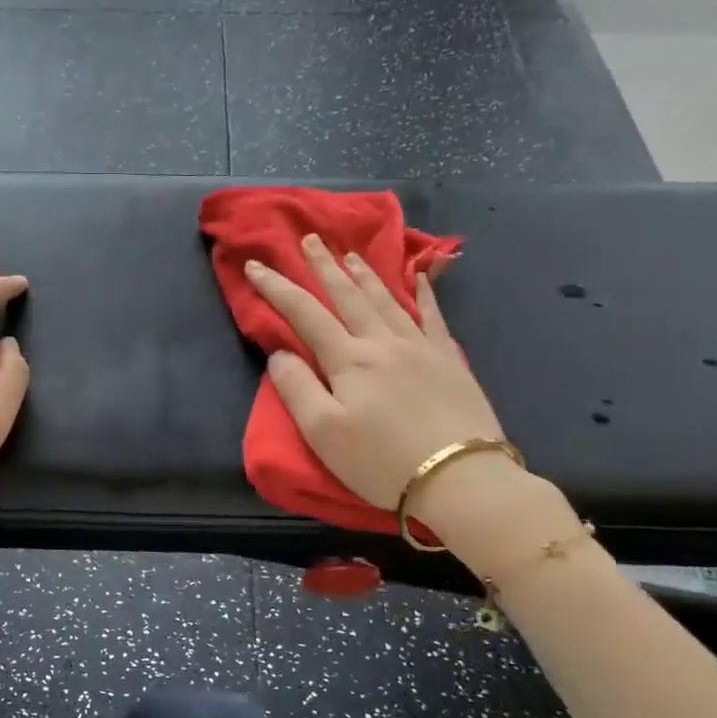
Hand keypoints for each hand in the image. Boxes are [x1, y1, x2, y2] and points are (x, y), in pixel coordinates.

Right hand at [244, 234, 507, 517]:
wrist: (460, 479)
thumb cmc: (381, 461)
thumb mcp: (323, 432)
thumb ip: (296, 387)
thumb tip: (280, 353)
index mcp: (348, 359)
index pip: (304, 313)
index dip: (277, 287)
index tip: (256, 264)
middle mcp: (383, 342)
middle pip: (348, 295)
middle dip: (324, 266)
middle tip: (310, 239)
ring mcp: (421, 347)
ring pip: (387, 299)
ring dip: (365, 274)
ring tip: (351, 254)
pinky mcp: (449, 361)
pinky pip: (433, 316)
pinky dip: (424, 293)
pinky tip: (420, 277)